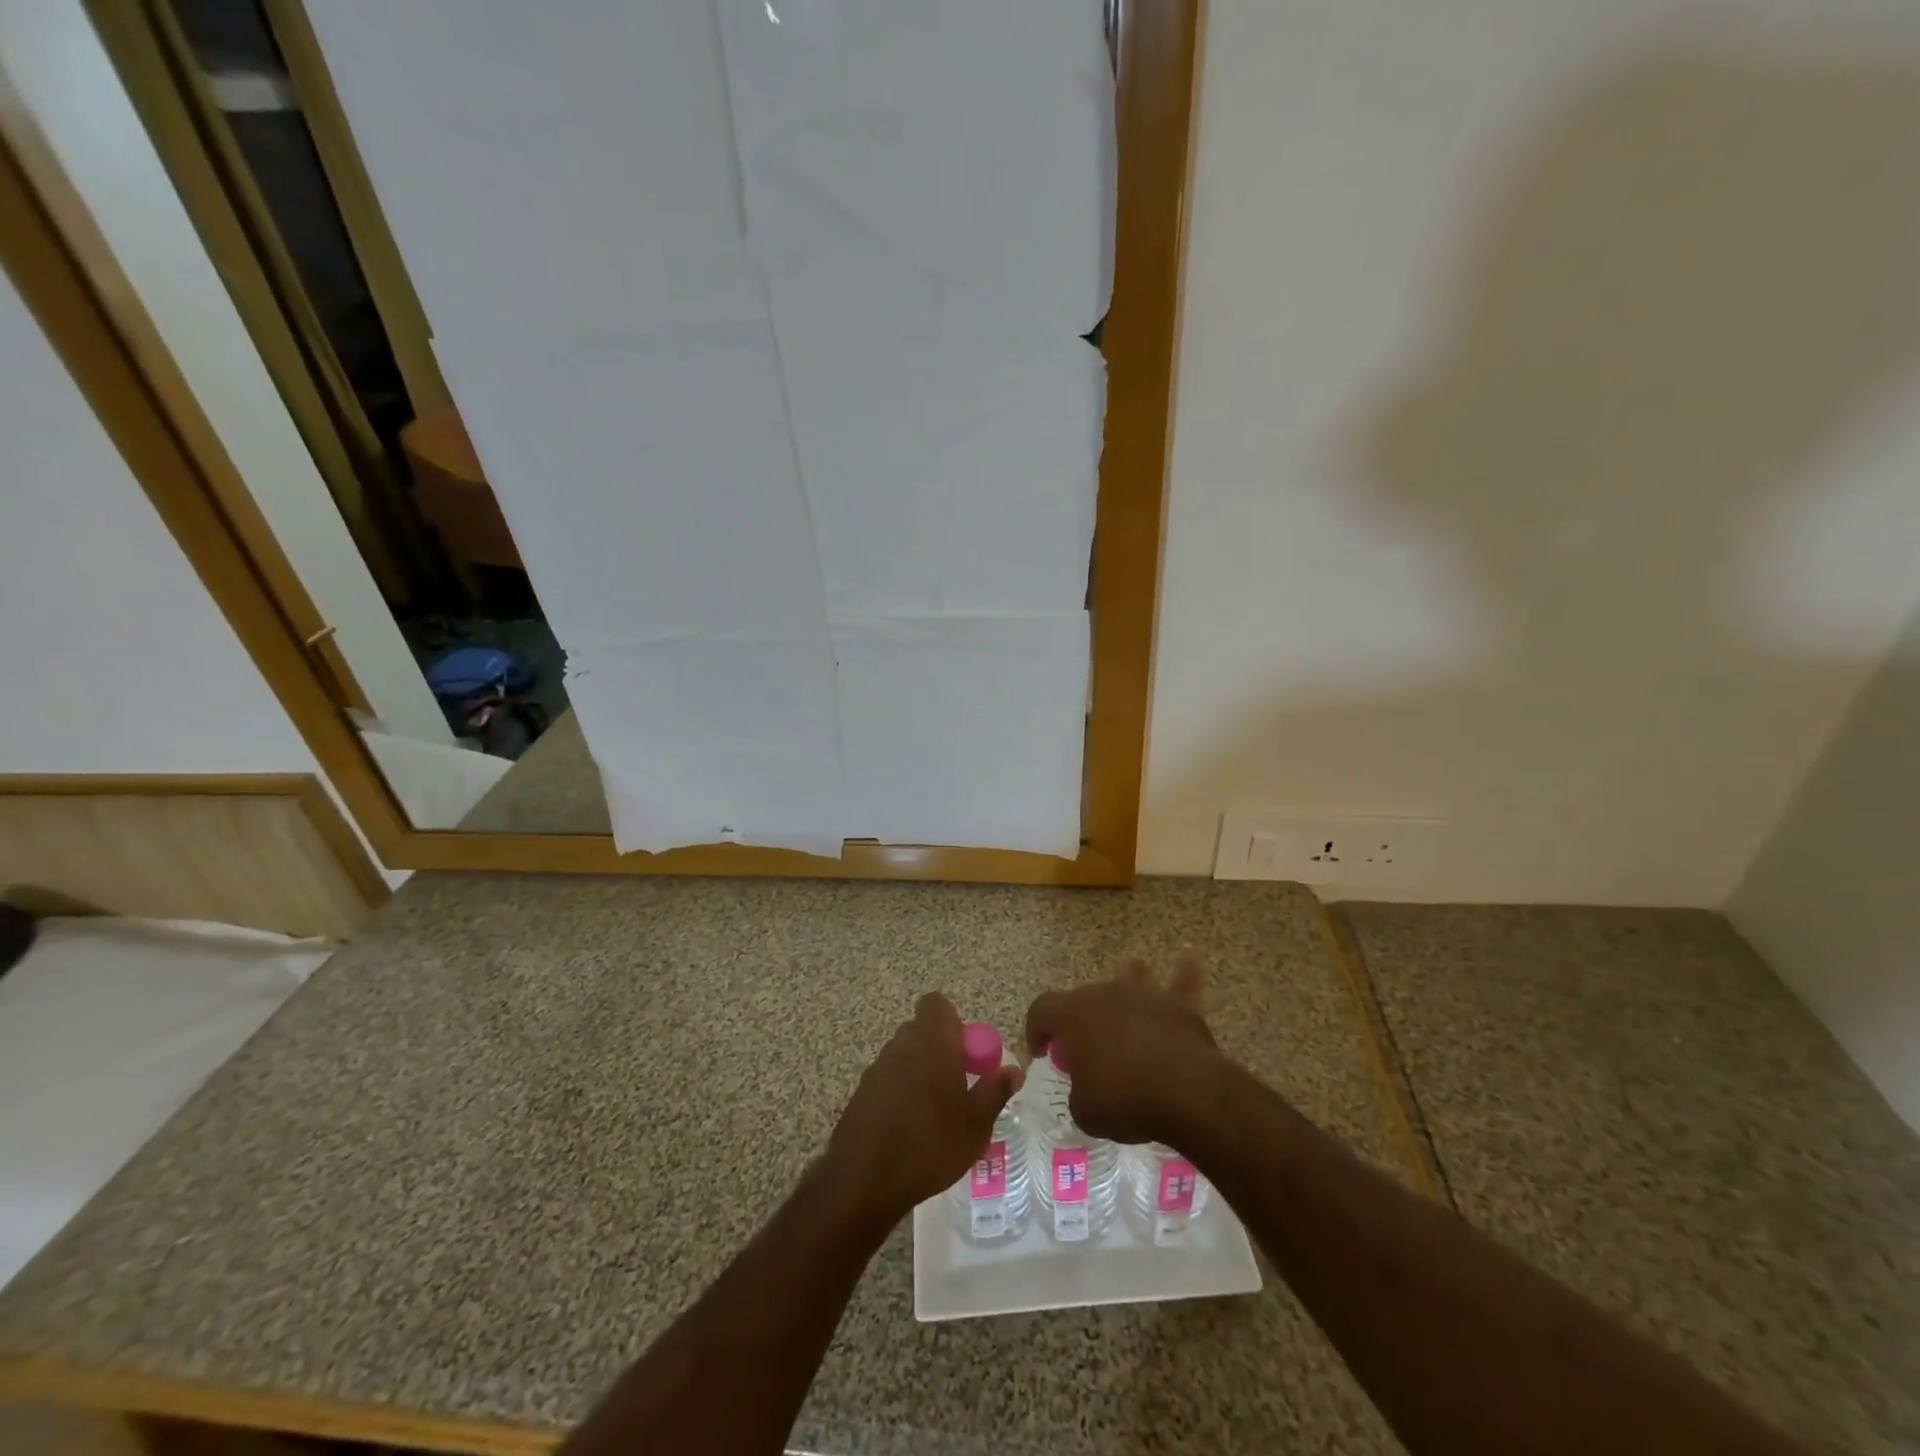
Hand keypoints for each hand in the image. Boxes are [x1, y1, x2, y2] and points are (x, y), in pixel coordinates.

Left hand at [826, 993, 1022, 1225]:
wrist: (865, 1179)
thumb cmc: (931, 1144)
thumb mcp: (977, 1123)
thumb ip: (996, 1090)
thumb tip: (1014, 1069)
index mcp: (932, 1041)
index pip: (936, 1004)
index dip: (953, 1021)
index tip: (966, 1052)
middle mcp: (902, 1044)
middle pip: (922, 1030)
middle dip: (940, 1049)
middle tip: (958, 1084)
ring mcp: (877, 1067)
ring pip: (905, 1055)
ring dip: (920, 1071)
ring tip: (935, 1112)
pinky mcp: (861, 1092)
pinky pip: (888, 1079)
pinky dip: (900, 1092)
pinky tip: (909, 1128)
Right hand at [1025, 952, 1221, 1145]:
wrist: (1188, 1094)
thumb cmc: (1125, 1100)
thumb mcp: (1084, 1110)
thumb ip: (1077, 1090)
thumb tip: (1085, 1085)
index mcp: (1073, 1014)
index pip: (1041, 1010)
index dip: (1036, 1031)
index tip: (1042, 1056)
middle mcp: (1105, 993)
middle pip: (1084, 997)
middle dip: (1079, 1020)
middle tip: (1085, 1052)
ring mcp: (1144, 994)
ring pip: (1129, 975)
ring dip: (1125, 984)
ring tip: (1126, 999)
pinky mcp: (1179, 1005)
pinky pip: (1181, 982)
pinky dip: (1183, 973)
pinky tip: (1189, 959)